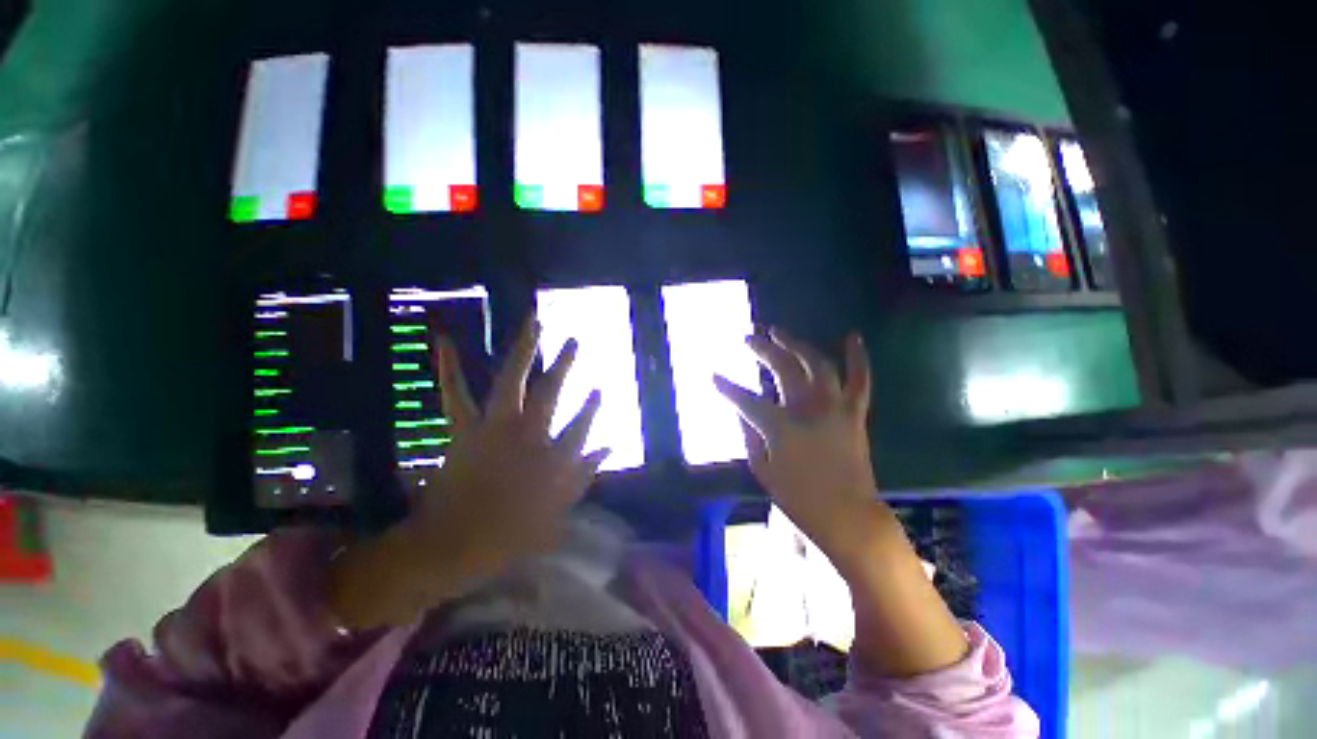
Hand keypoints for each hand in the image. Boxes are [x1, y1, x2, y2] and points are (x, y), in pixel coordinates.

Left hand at [420, 316, 609, 576]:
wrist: (449, 546)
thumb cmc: (507, 535)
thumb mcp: (558, 513)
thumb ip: (585, 476)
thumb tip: (608, 447)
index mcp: (550, 458)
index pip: (580, 425)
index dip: (591, 407)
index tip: (598, 389)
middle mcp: (526, 434)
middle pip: (550, 392)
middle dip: (564, 365)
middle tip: (573, 340)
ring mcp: (494, 427)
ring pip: (511, 381)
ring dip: (524, 350)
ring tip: (533, 322)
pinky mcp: (465, 429)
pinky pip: (456, 394)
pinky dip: (449, 367)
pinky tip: (445, 338)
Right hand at [718, 329, 968, 676]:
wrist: (848, 517)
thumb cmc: (799, 499)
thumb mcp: (762, 471)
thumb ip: (750, 436)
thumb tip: (744, 412)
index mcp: (781, 427)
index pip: (746, 400)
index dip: (727, 388)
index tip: (713, 376)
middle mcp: (808, 409)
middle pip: (783, 368)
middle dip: (762, 350)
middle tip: (748, 338)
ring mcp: (835, 408)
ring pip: (816, 364)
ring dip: (796, 344)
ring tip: (779, 332)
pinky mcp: (854, 414)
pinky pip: (860, 380)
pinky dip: (857, 358)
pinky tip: (852, 336)